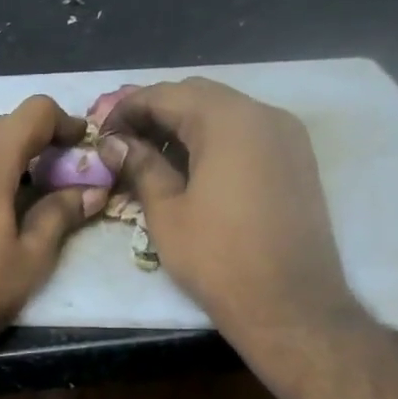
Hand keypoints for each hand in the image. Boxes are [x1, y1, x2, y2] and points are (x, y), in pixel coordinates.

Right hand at [98, 78, 357, 336]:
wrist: (289, 303)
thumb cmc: (218, 258)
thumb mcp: (167, 211)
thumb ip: (141, 166)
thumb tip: (114, 144)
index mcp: (228, 121)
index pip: (166, 95)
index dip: (126, 109)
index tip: (101, 134)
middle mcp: (264, 114)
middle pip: (197, 95)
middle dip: (155, 112)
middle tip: (122, 142)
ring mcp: (287, 135)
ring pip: (224, 112)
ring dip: (184, 124)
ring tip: (150, 155)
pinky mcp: (296, 159)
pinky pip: (246, 132)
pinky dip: (213, 139)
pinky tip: (189, 167)